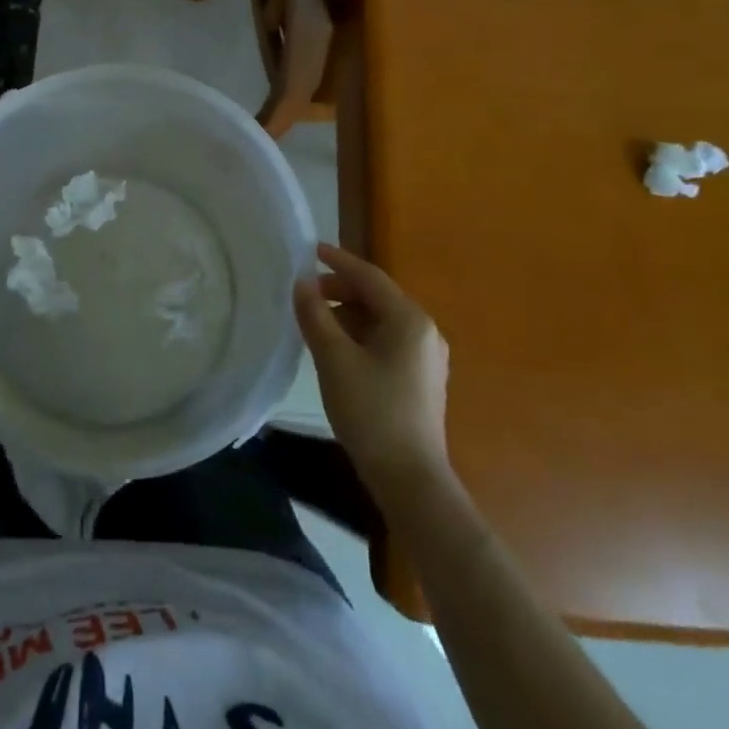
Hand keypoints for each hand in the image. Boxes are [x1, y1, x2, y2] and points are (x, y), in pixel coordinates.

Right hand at [295, 243, 453, 507]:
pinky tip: (337, 349)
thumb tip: (302, 283)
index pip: (369, 276)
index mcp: (409, 320)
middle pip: (377, 297)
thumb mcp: (334, 360)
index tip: (310, 249)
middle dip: (340, 290)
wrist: (410, 479)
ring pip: (381, 320)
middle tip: (305, 293)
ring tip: (315, 322)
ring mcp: (426, 357)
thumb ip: (315, 316)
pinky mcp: (421, 379)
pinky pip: (387, 341)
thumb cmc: (371, 412)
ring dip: (348, 314)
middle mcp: (424, 331)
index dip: (337, 261)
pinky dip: (360, 335)